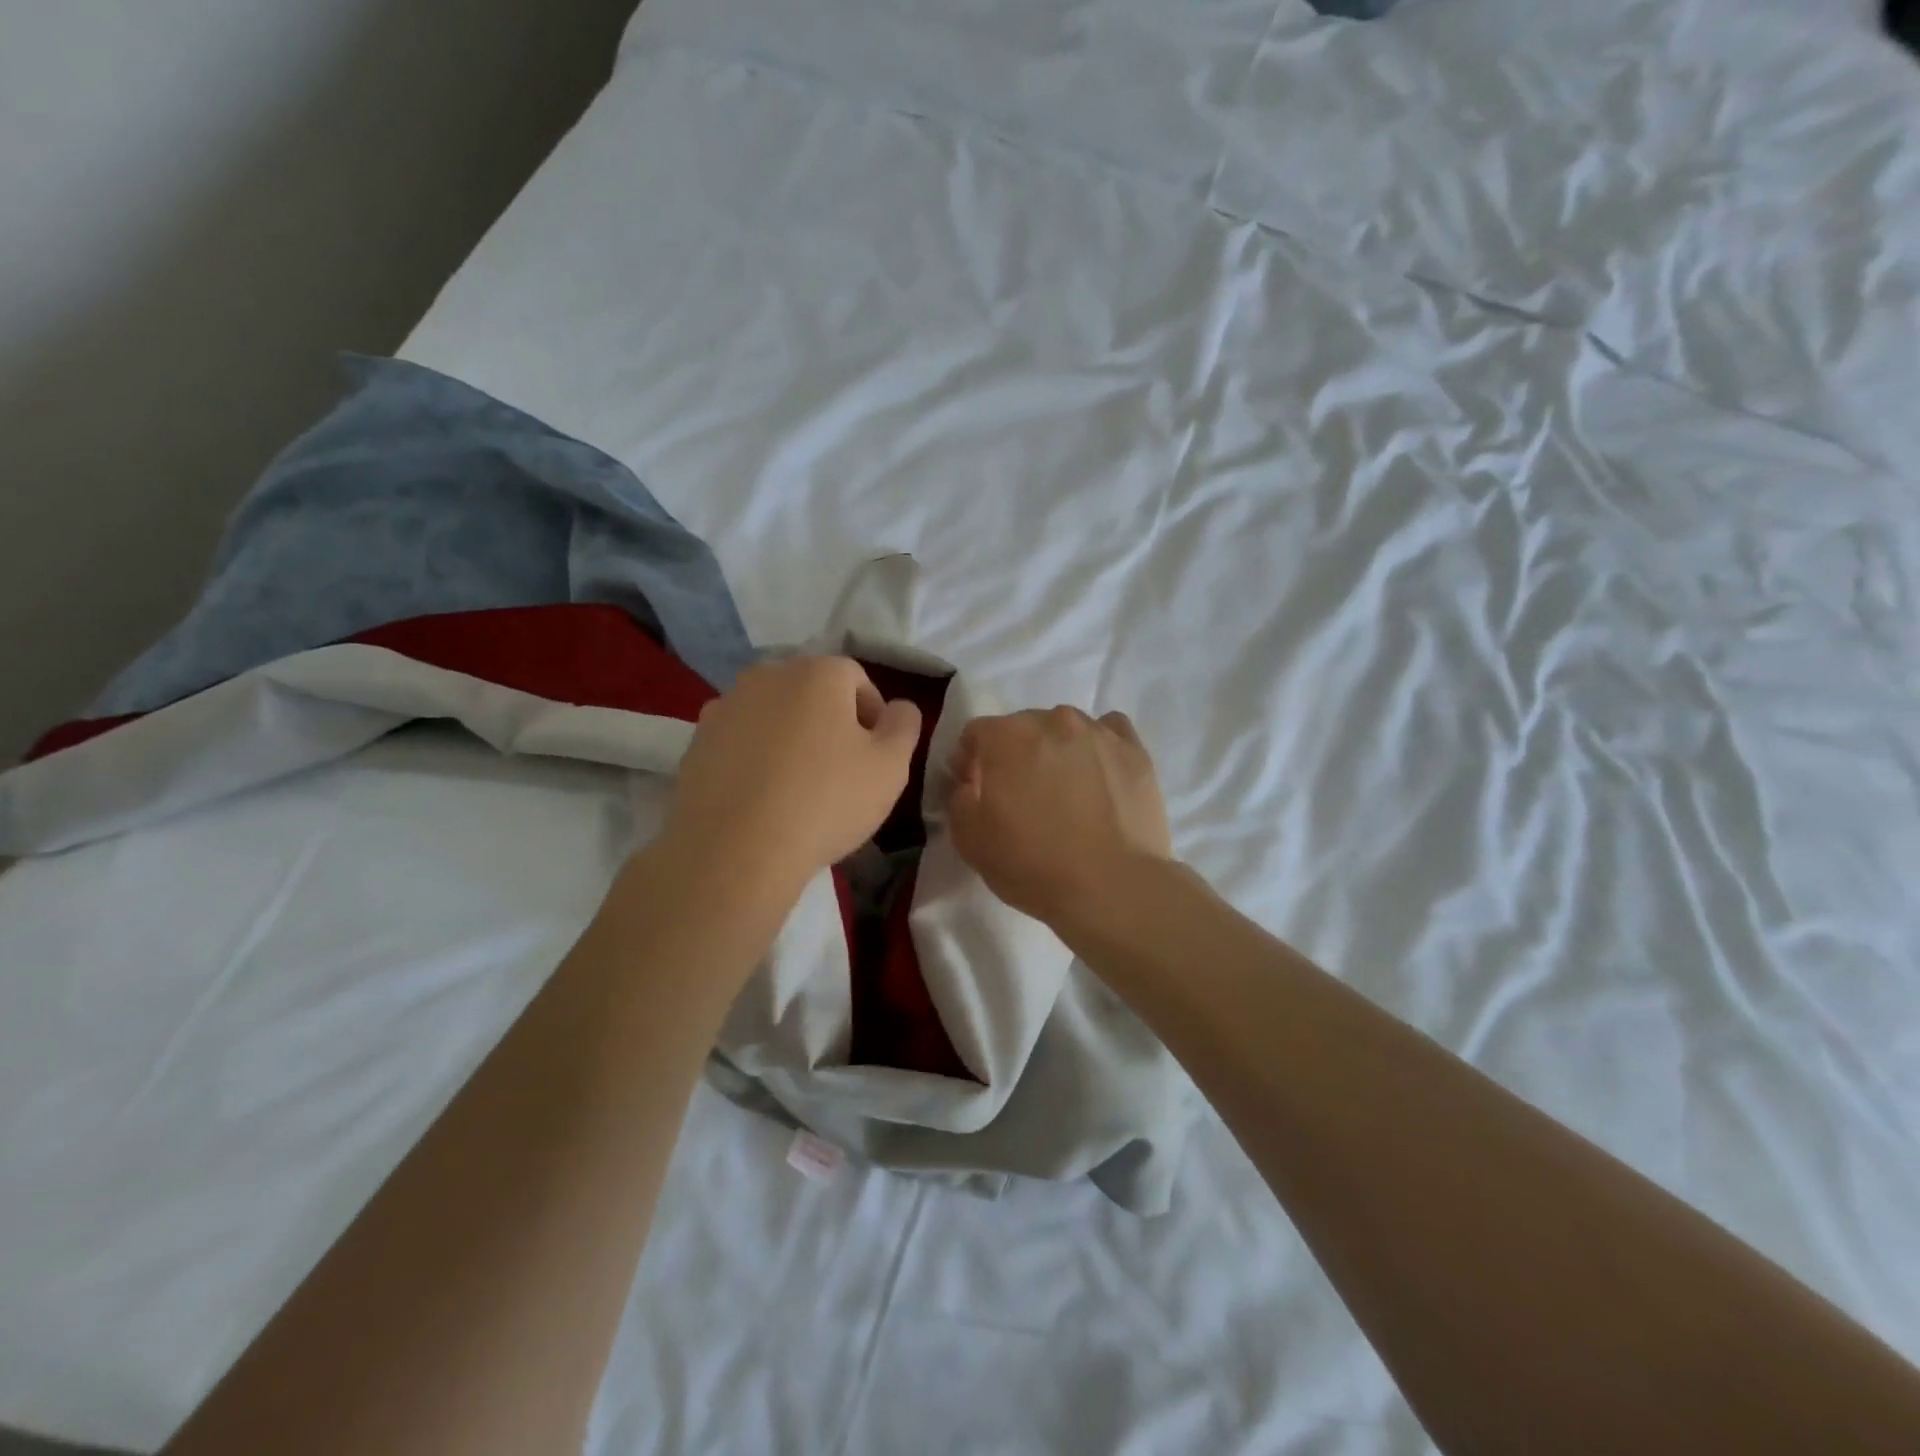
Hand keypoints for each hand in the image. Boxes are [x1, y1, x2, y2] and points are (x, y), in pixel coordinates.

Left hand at [663, 657, 922, 893]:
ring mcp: (726, 706)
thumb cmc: (825, 802)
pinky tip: (761, 797)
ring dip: (790, 739)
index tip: (874, 759)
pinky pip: (740, 741)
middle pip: (812, 693)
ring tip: (796, 788)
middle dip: (830, 724)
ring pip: (774, 715)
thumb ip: (904, 725)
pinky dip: (755, 758)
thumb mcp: (890, 766)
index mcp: (817, 672)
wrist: (735, 852)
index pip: (857, 679)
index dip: (873, 718)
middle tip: (839, 773)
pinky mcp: (696, 741)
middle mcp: (767, 675)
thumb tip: (898, 707)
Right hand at [947, 707, 1172, 932]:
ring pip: (1067, 730)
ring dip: (1059, 751)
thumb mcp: (970, 840)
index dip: (972, 762)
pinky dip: (1100, 749)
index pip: (976, 734)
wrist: (1112, 886)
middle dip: (1016, 755)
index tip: (977, 792)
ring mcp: (1098, 732)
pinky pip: (1110, 734)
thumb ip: (959, 799)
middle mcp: (1052, 721)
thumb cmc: (1032, 864)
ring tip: (1068, 793)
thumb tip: (970, 783)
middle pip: (1023, 728)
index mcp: (1005, 736)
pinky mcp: (1135, 750)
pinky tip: (1101, 777)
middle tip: (1023, 797)